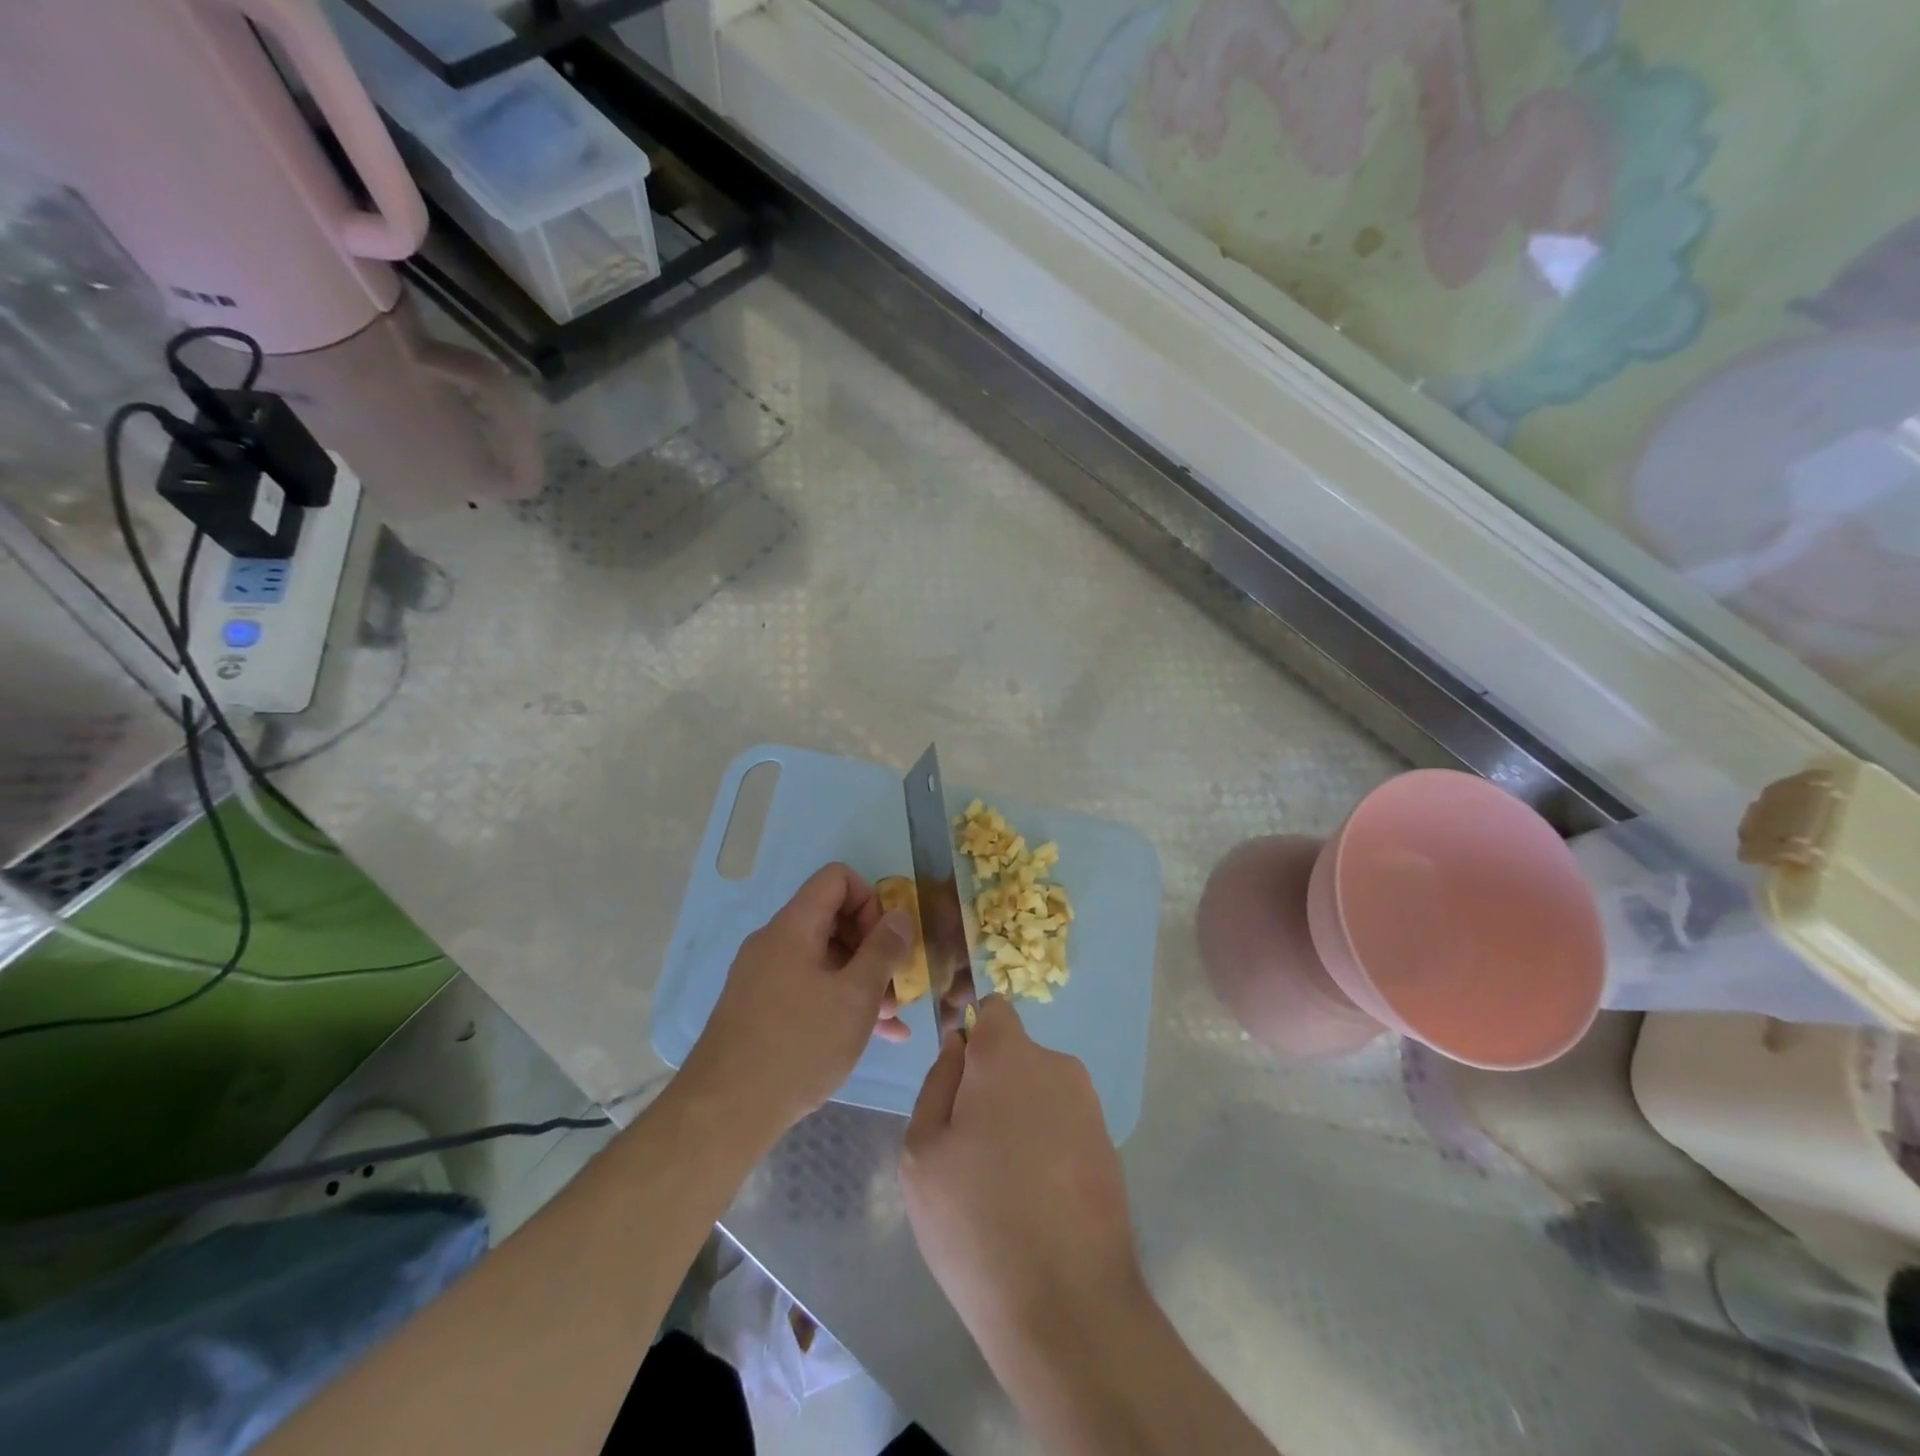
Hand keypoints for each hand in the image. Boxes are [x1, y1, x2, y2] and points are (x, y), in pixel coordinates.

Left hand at [681, 863, 910, 1135]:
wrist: (725, 1112)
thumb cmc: (799, 1044)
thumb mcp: (856, 996)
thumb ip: (884, 950)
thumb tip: (900, 915)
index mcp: (793, 926)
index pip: (837, 878)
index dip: (871, 900)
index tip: (887, 942)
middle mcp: (775, 942)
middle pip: (833, 918)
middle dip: (873, 946)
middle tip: (896, 984)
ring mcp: (765, 976)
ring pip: (825, 959)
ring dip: (863, 979)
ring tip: (892, 1017)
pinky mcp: (761, 1009)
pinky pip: (810, 988)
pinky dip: (840, 1001)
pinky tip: (875, 1035)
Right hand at [900, 997, 1144, 1353]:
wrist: (1069, 1308)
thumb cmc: (977, 1221)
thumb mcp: (922, 1152)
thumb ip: (937, 1083)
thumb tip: (959, 1049)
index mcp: (1008, 1056)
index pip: (992, 1011)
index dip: (971, 1037)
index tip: (958, 1084)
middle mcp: (1057, 1065)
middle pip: (1013, 1056)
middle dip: (990, 1085)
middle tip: (969, 1150)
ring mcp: (1089, 1106)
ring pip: (1038, 1092)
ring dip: (1019, 1119)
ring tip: (1002, 1186)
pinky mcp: (1109, 1146)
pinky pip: (1062, 1126)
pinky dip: (1046, 1147)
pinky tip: (1035, 1203)